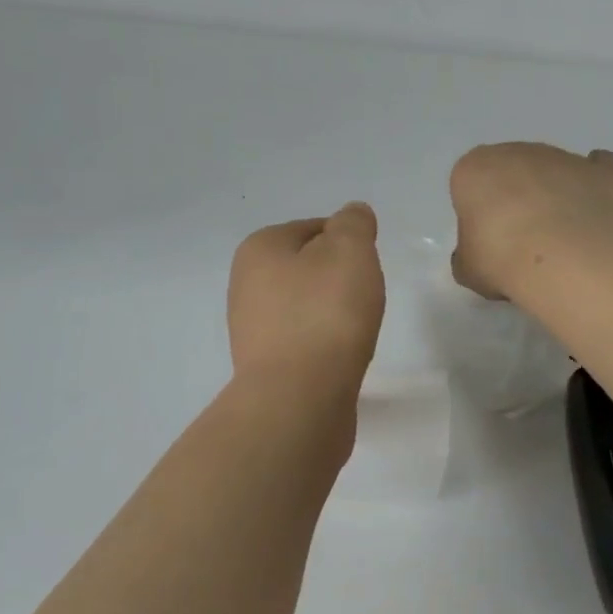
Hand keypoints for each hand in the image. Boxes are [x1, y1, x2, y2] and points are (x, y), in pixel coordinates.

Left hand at [227, 203, 384, 394]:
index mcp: (259, 248)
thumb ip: (354, 224)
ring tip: (354, 331)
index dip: (348, 243)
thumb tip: (352, 215)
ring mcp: (252, 329)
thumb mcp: (350, 251)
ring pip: (305, 306)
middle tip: (363, 299)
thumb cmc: (326, 314)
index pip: (314, 228)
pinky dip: (324, 344)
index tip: (366, 268)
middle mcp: (245, 285)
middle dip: (338, 280)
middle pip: (307, 268)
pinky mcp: (266, 367)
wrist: (299, 398)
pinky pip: (303, 341)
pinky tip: (340, 357)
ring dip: (331, 314)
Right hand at [449, 143, 612, 299]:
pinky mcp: (604, 171)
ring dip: (555, 197)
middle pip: (513, 173)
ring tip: (562, 242)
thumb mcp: (468, 270)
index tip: (487, 243)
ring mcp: (564, 157)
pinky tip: (595, 212)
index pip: (471, 185)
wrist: (567, 257)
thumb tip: (476, 257)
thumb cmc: (502, 258)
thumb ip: (468, 257)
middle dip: (517, 200)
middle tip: (522, 242)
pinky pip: (598, 171)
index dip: (479, 216)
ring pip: (554, 173)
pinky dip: (596, 185)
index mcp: (475, 169)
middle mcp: (518, 152)